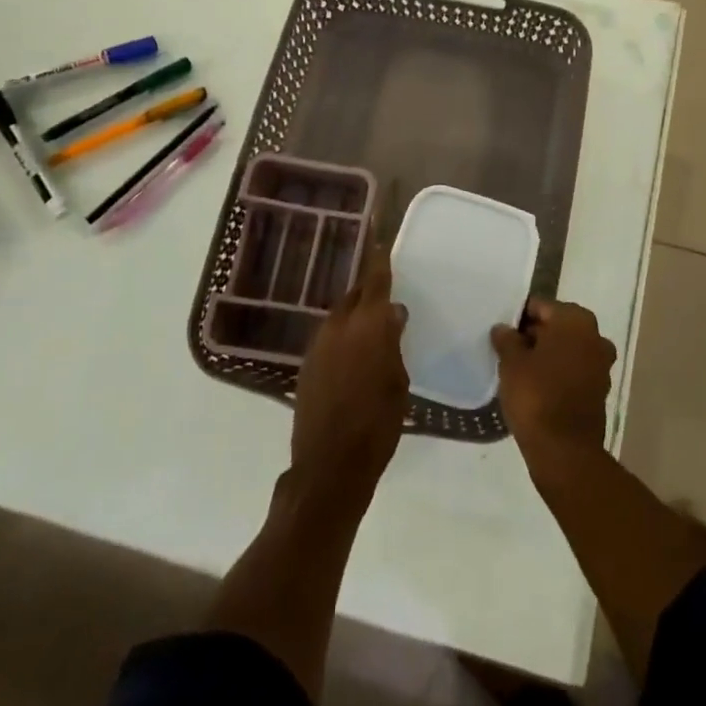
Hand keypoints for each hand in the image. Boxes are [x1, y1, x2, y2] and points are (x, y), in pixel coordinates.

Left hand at [290, 262, 409, 508]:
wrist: (330, 466)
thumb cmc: (377, 424)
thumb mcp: (398, 382)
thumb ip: (394, 343)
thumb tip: (394, 315)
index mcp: (368, 326)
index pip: (375, 281)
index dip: (380, 259)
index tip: (382, 239)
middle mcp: (340, 326)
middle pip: (355, 295)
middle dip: (369, 290)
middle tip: (385, 291)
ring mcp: (319, 345)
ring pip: (340, 316)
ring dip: (355, 315)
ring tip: (372, 325)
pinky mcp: (307, 366)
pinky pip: (329, 338)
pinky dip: (342, 337)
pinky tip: (352, 354)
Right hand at [490, 298, 616, 471]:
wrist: (565, 451)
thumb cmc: (536, 396)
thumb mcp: (511, 363)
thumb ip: (507, 340)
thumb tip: (503, 329)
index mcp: (575, 319)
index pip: (541, 306)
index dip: (519, 317)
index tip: (503, 332)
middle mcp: (594, 335)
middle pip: (557, 325)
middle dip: (535, 334)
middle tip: (509, 350)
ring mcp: (601, 363)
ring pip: (567, 348)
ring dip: (547, 354)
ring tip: (520, 369)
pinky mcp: (600, 389)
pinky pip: (574, 369)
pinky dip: (558, 372)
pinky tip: (537, 385)